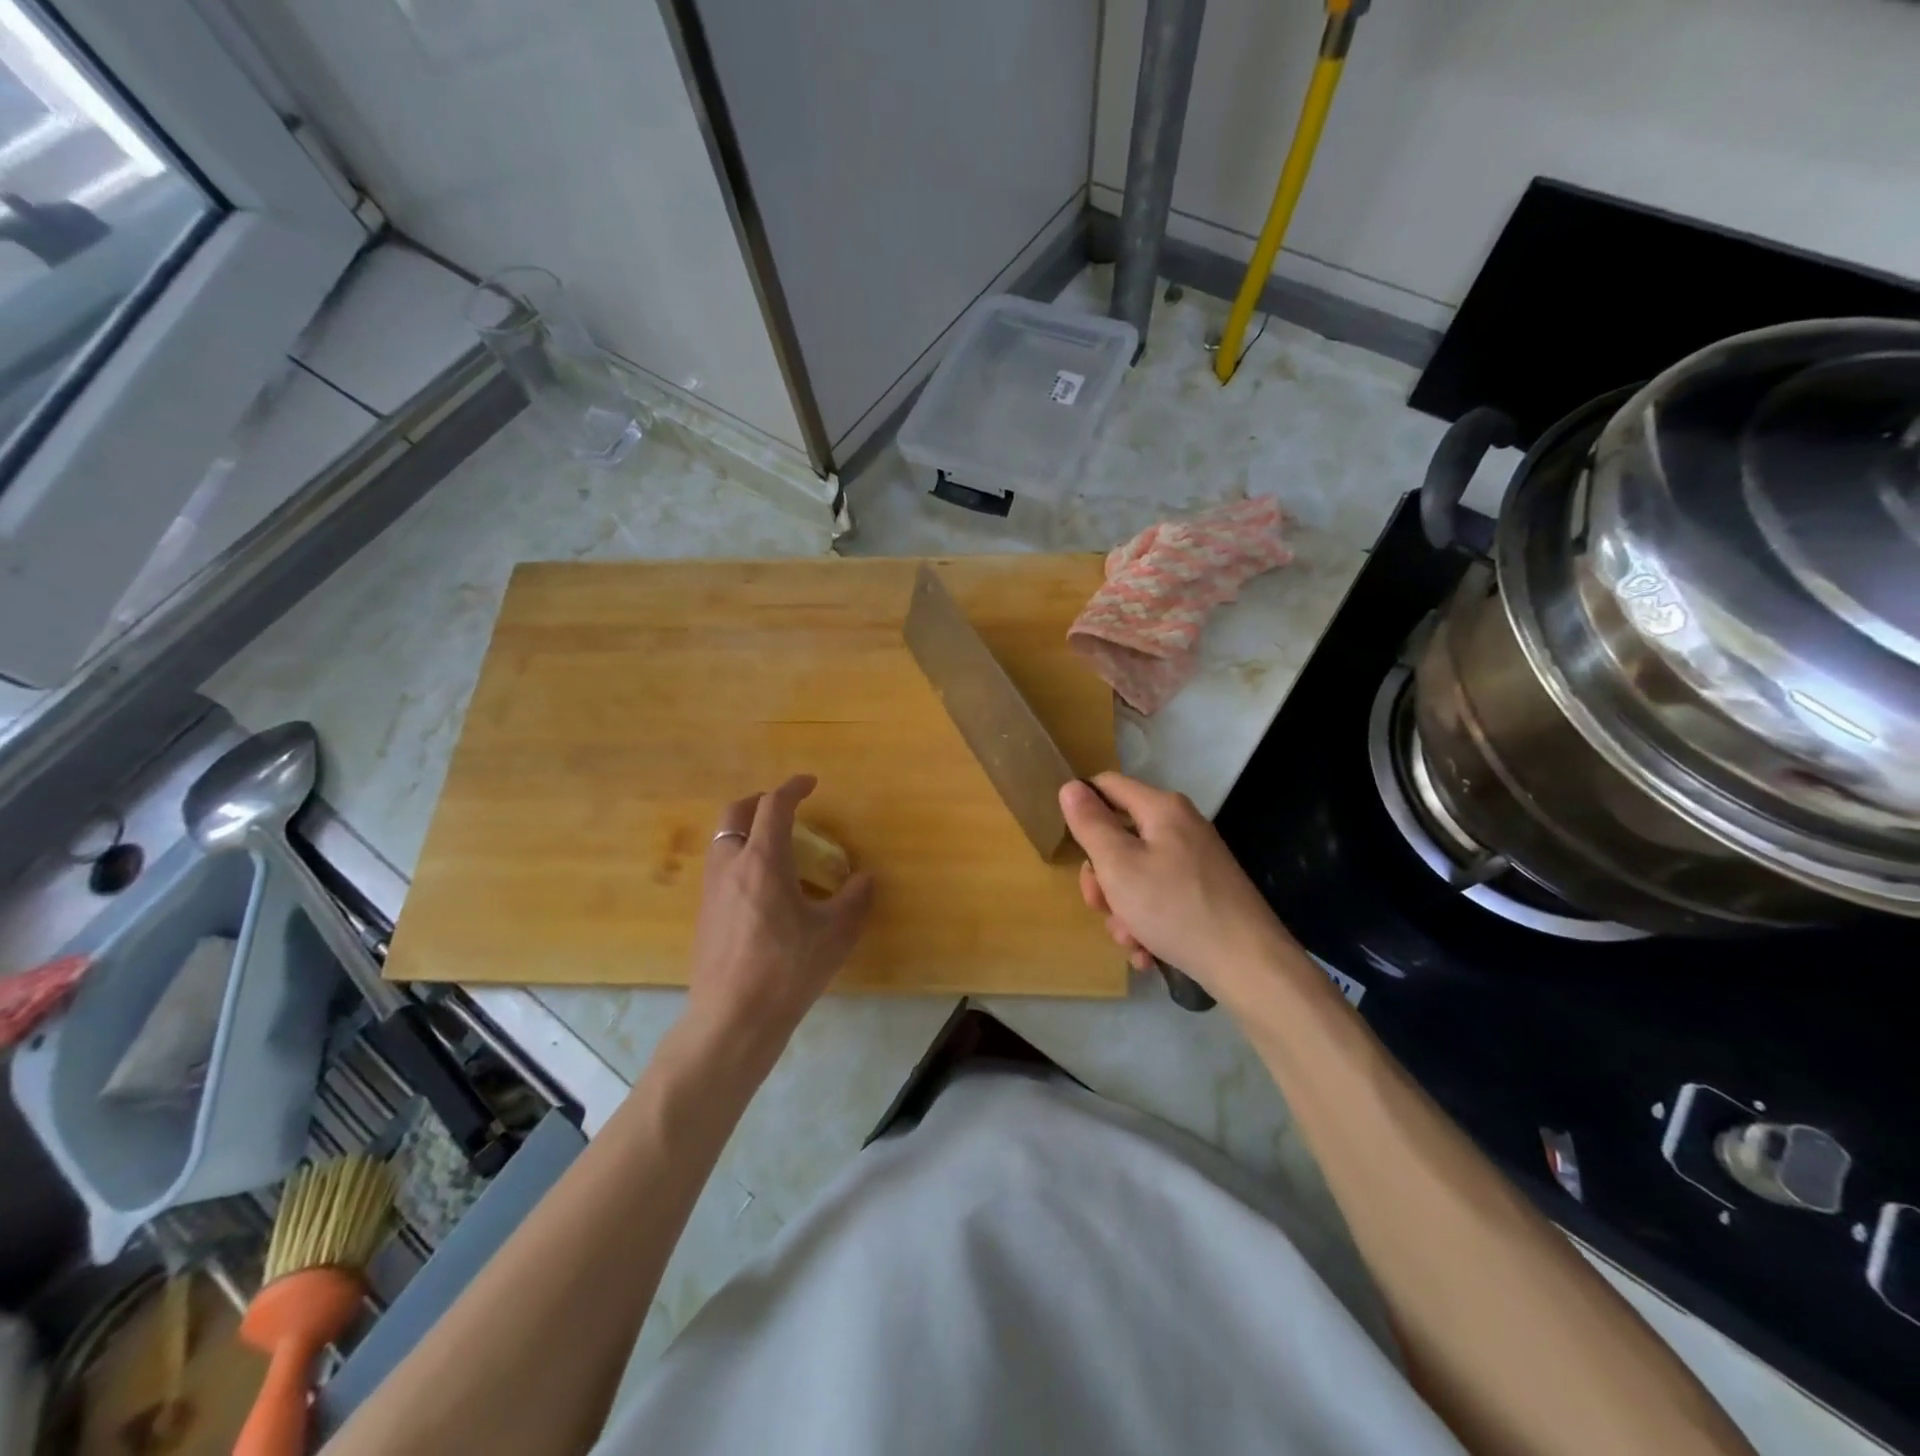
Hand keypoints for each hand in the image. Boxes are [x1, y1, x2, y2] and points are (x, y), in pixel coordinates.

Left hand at [685, 775, 874, 1059]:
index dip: (793, 788)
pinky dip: (740, 857)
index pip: (774, 806)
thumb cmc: (786, 970)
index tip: (810, 784)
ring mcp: (712, 890)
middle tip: (785, 807)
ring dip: (746, 829)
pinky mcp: (705, 915)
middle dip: (760, 801)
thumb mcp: (835, 934)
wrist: (732, 1020)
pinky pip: (721, 868)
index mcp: (763, 861)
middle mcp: (730, 866)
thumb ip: (854, 900)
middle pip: (735, 813)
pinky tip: (763, 888)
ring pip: (723, 840)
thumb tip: (865, 879)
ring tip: (776, 847)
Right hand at [1059, 772, 1293, 1006]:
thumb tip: (1070, 786)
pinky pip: (1160, 897)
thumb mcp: (1118, 865)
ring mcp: (1195, 861)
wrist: (1249, 965)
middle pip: (1120, 837)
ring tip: (1131, 941)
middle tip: (1101, 907)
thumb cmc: (1174, 908)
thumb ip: (1091, 824)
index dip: (1083, 809)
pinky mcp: (1204, 892)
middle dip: (1103, 878)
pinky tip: (1147, 953)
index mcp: (1162, 808)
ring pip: (1137, 875)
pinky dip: (1147, 923)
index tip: (1073, 847)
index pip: (1107, 785)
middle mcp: (1181, 827)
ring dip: (1123, 910)